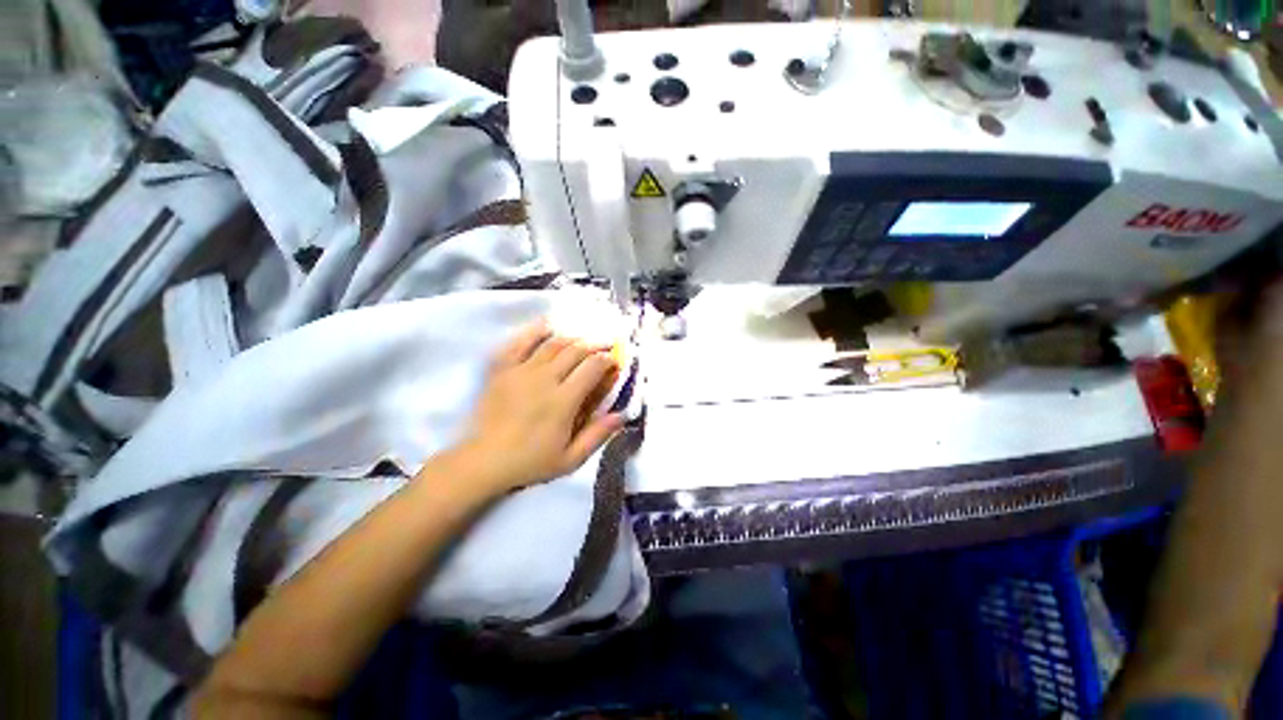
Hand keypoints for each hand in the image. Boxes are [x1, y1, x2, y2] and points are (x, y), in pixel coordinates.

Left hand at [447, 320, 625, 496]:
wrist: (483, 461)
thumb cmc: (530, 462)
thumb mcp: (570, 459)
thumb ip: (598, 435)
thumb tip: (623, 414)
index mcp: (564, 400)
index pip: (592, 367)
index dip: (608, 359)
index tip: (614, 361)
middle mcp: (545, 379)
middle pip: (576, 350)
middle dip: (595, 344)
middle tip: (605, 344)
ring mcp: (521, 371)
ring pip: (553, 344)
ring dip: (572, 338)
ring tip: (583, 339)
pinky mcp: (503, 370)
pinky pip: (519, 342)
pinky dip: (535, 331)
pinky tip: (548, 324)